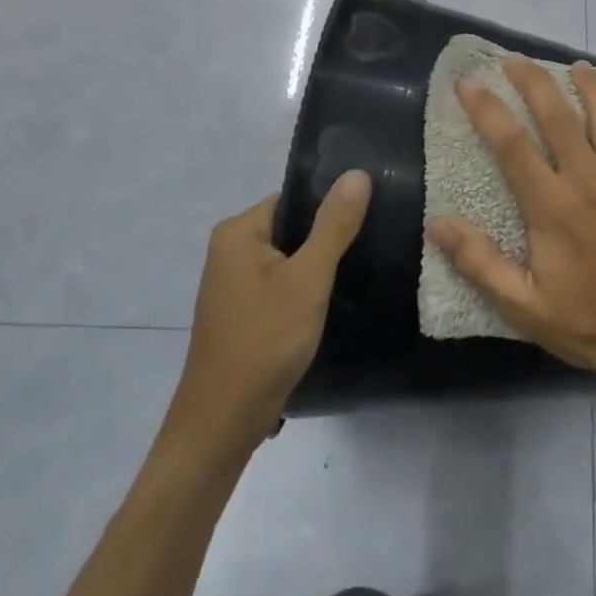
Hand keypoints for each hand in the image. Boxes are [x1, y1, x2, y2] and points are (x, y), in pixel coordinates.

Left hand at [171, 173, 370, 447]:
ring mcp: (234, 283)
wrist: (223, 423)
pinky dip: (306, 289)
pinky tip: (335, 300)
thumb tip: (357, 173)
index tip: (371, 217)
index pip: (296, 199)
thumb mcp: (308, 278)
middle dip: (329, 238)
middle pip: (293, 227)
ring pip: (291, 258)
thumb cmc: (265, 341)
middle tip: (372, 245)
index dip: (332, 207)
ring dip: (320, 266)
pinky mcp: (243, 311)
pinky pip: (282, 283)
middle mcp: (230, 249)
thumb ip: (334, 225)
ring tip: (361, 270)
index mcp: (238, 231)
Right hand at [427, 57, 595, 390]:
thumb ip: (480, 263)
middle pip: (558, 115)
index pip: (512, 144)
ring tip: (576, 65)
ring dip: (590, 84)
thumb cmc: (590, 325)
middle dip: (533, 81)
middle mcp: (591, 180)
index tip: (468, 83)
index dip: (487, 109)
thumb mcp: (525, 307)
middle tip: (514, 59)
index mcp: (553, 207)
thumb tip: (438, 223)